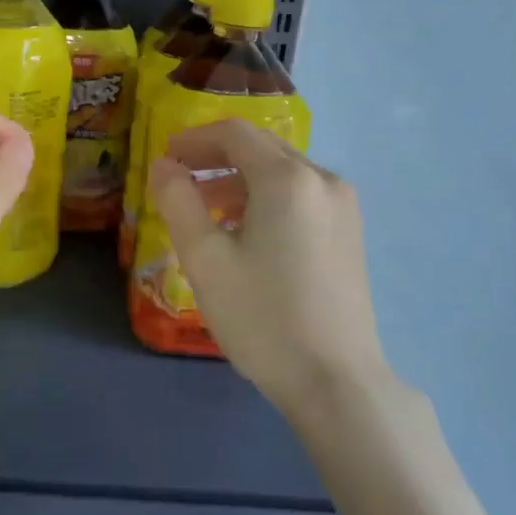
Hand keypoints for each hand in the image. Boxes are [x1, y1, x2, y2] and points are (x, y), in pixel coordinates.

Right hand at [147, 121, 387, 409]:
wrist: (336, 380)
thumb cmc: (262, 317)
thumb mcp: (205, 259)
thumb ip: (178, 201)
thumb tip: (165, 165)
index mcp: (287, 179)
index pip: (234, 134)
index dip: (194, 140)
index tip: (164, 158)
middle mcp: (322, 179)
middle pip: (261, 148)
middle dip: (216, 158)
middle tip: (179, 181)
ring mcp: (344, 206)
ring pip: (282, 173)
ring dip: (239, 181)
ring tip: (206, 214)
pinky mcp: (350, 232)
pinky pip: (301, 196)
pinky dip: (266, 200)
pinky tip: (246, 234)